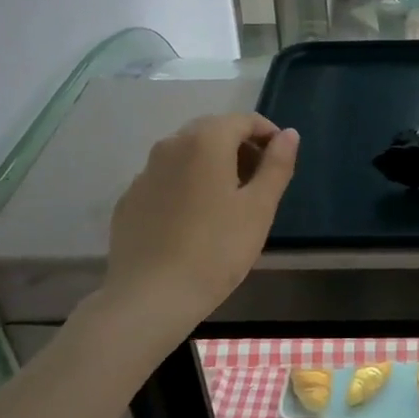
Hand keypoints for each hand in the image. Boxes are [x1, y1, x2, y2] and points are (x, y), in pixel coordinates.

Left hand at [103, 113, 298, 329]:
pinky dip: (186, 185)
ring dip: (212, 164)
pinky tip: (194, 220)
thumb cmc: (217, 249)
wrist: (151, 296)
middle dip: (240, 146)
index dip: (268, 134)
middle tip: (259, 180)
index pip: (243, 120)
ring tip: (229, 201)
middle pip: (211, 132)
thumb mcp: (259, 208)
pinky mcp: (129, 200)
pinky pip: (165, 179)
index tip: (282, 160)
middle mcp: (170, 146)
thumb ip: (277, 165)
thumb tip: (289, 134)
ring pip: (186, 155)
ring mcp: (144, 173)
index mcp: (205, 141)